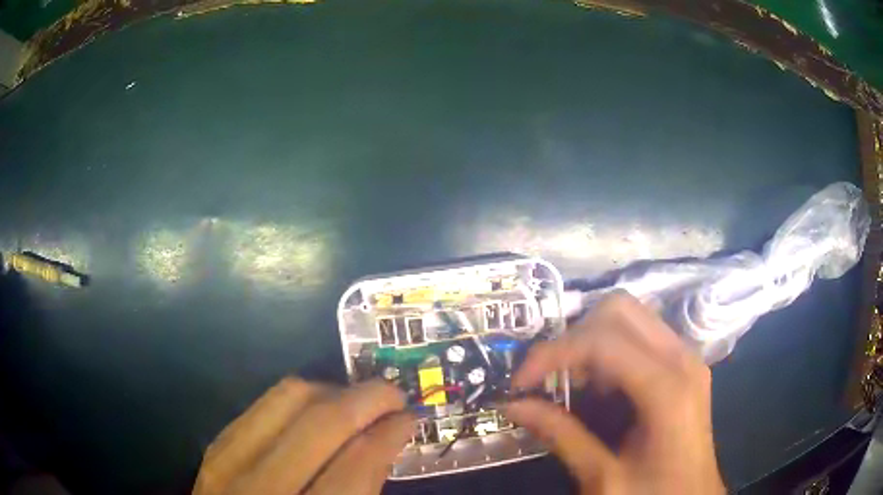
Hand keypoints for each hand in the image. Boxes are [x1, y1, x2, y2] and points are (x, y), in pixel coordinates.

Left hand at [193, 379, 413, 494]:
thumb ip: (362, 492)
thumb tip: (383, 445)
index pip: (355, 466)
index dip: (389, 433)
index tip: (409, 418)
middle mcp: (262, 490)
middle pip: (321, 422)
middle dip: (368, 399)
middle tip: (392, 395)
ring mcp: (228, 464)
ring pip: (285, 398)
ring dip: (332, 391)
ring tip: (355, 400)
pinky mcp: (213, 449)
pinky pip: (260, 405)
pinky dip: (296, 400)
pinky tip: (314, 411)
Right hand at [505, 292, 724, 493]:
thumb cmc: (653, 494)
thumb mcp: (603, 477)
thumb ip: (561, 436)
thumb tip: (513, 406)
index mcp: (667, 389)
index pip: (602, 341)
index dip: (552, 354)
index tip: (519, 383)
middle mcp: (682, 358)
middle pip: (618, 310)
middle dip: (573, 338)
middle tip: (549, 380)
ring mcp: (686, 357)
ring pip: (629, 317)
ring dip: (590, 343)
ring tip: (572, 388)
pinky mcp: (683, 364)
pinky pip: (640, 335)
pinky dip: (609, 351)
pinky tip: (599, 390)